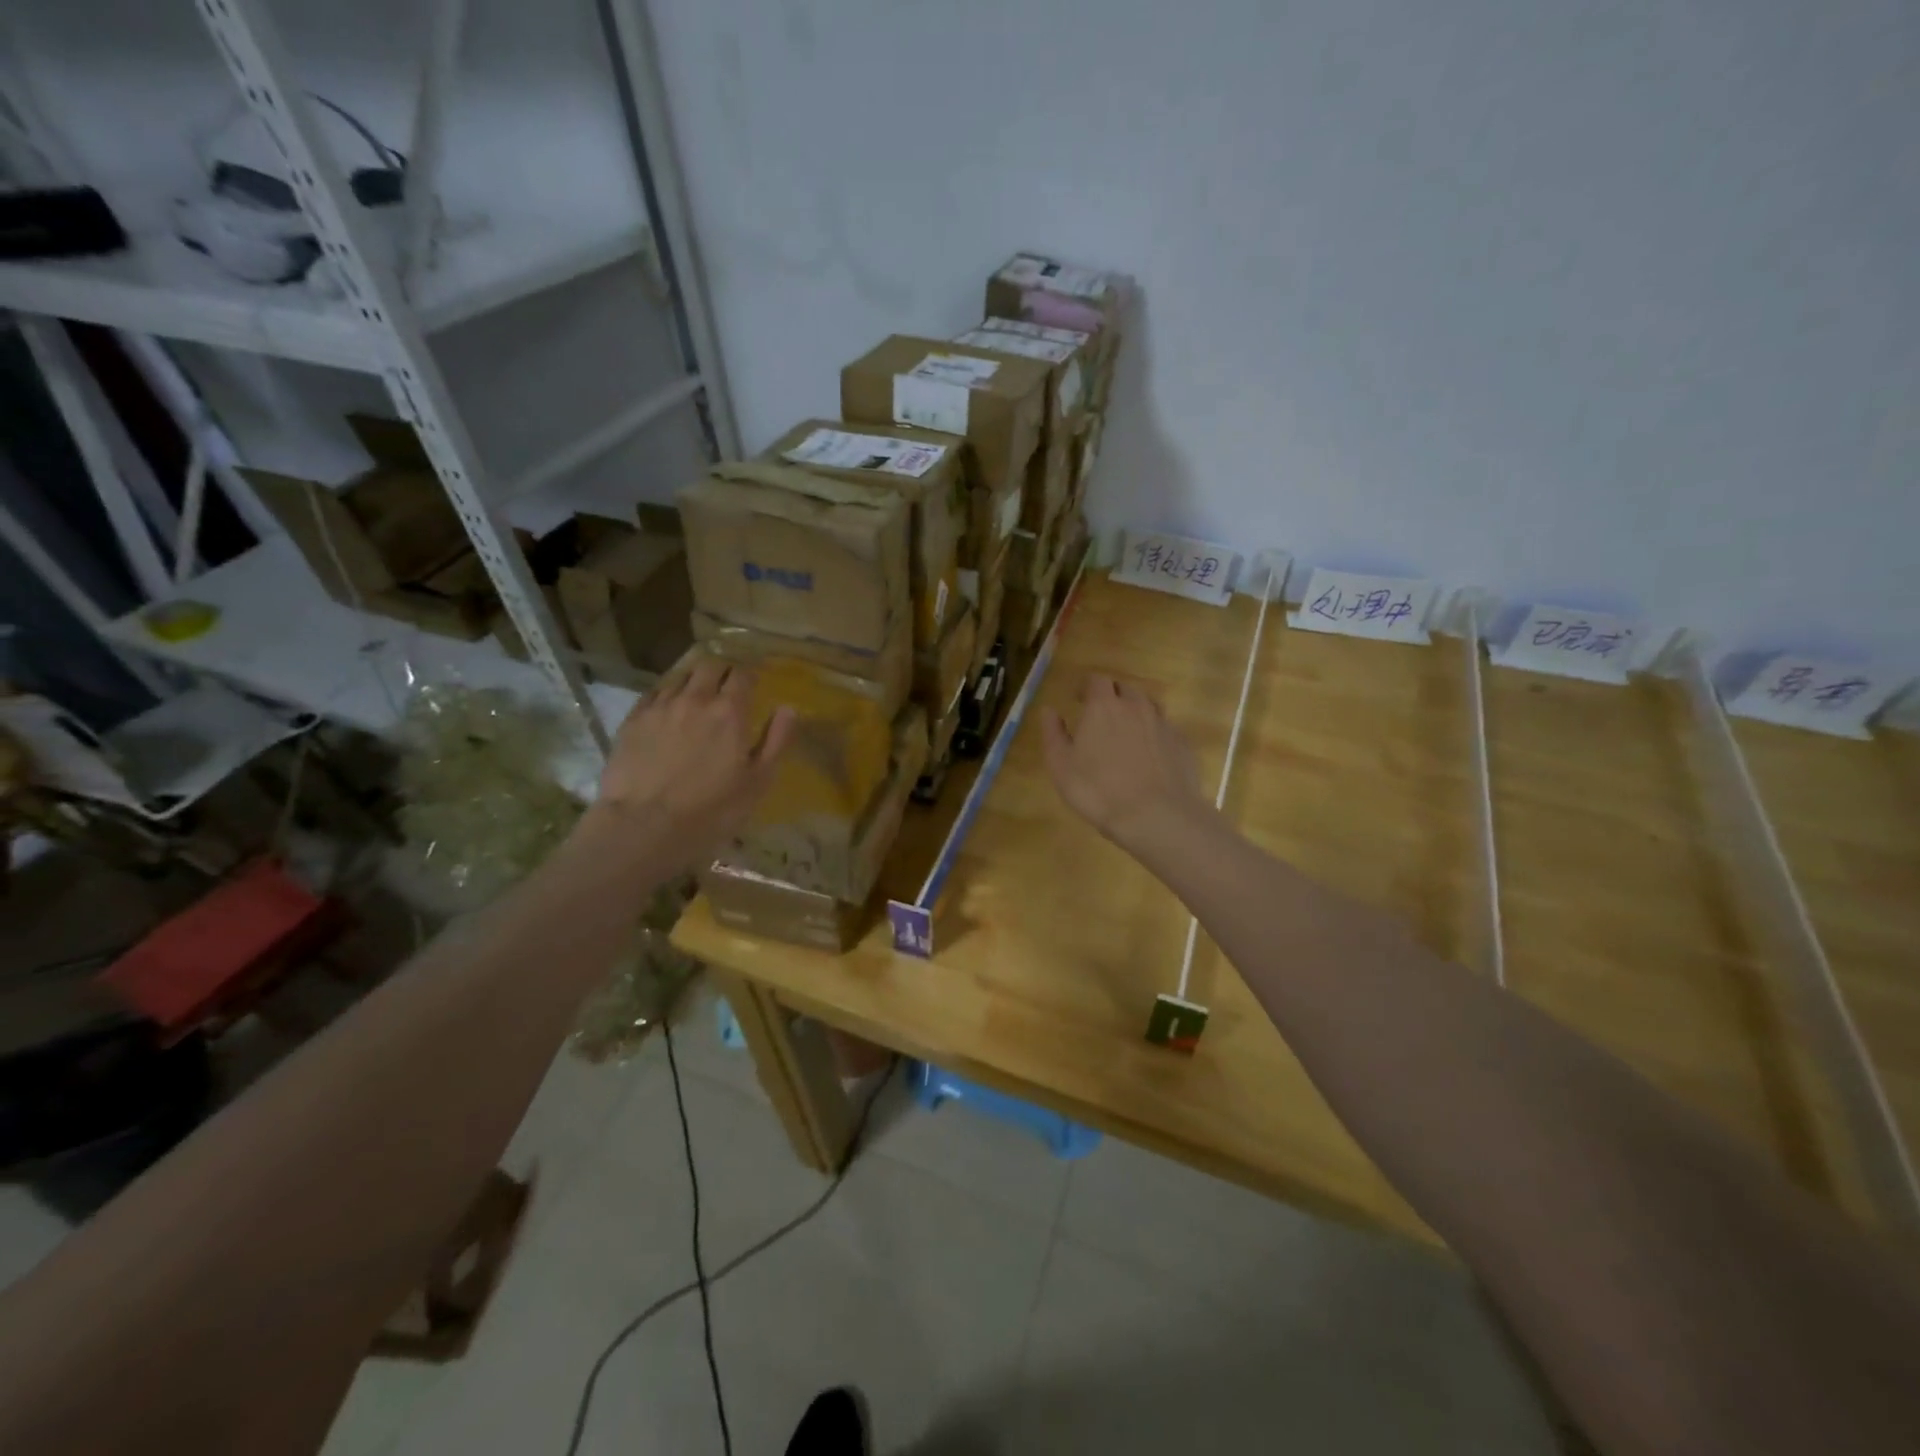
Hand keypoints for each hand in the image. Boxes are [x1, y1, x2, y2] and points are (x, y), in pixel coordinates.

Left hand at [592, 658, 794, 862]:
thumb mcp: (758, 782)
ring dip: (694, 680)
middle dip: (722, 670)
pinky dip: (667, 694)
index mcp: (730, 711)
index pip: (743, 675)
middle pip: (710, 665)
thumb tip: (788, 708)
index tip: (754, 683)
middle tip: (727, 685)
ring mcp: (660, 706)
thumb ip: (776, 740)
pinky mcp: (633, 720)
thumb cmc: (711, 810)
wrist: (644, 826)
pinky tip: (668, 710)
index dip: (750, 675)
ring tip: (697, 695)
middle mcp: (695, 698)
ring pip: (680, 675)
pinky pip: (654, 693)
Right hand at [1041, 674, 1205, 853]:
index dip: (1087, 686)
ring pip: (1149, 706)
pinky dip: (1155, 736)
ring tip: (1128, 734)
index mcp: (1104, 707)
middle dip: (1113, 697)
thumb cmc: (1098, 790)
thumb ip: (1053, 733)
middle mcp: (1136, 707)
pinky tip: (1150, 757)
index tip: (1079, 699)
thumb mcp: (1061, 766)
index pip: (1097, 680)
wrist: (1156, 815)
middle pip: (1125, 689)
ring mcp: (1163, 724)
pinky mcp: (1182, 744)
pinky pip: (1166, 730)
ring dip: (1136, 713)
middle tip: (1102, 717)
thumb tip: (1049, 710)